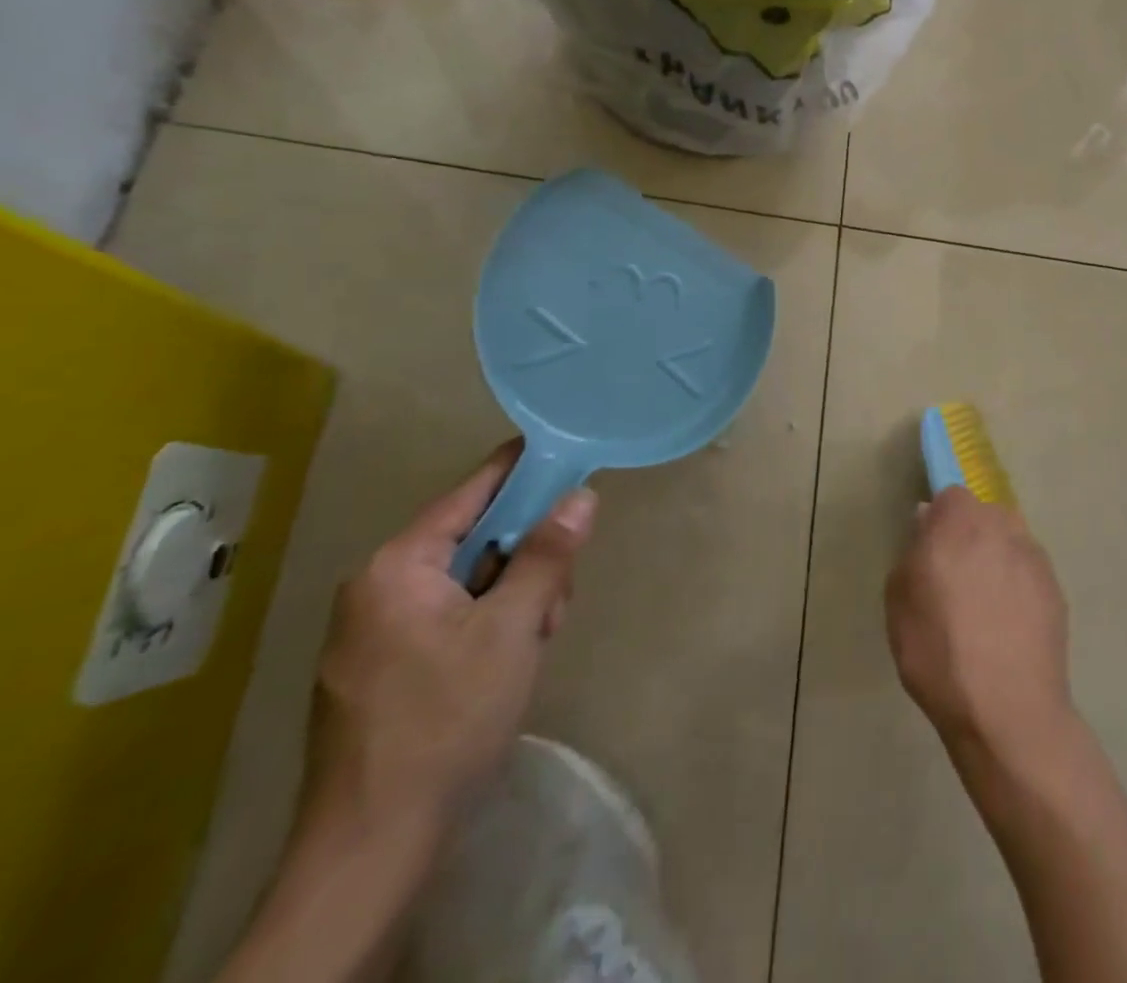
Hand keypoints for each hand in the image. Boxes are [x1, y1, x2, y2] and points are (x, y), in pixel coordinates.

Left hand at [303, 441, 597, 834]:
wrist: (373, 846)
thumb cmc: (446, 720)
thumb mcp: (513, 629)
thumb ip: (547, 555)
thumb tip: (581, 495)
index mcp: (398, 568)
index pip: (472, 492)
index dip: (523, 469)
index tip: (569, 452)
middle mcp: (378, 588)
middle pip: (476, 538)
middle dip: (528, 557)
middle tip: (558, 597)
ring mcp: (378, 630)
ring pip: (471, 580)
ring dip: (516, 597)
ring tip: (538, 639)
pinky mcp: (386, 665)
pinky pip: (453, 615)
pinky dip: (492, 623)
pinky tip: (512, 660)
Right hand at [886, 487, 1073, 757]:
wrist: (1007, 710)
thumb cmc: (938, 652)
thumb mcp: (899, 602)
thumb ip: (912, 552)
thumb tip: (927, 523)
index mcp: (960, 522)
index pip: (950, 497)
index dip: (939, 521)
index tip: (930, 552)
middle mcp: (1002, 526)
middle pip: (983, 515)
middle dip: (969, 537)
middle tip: (955, 580)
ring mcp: (1034, 555)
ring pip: (1009, 541)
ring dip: (996, 559)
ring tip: (984, 607)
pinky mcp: (1055, 587)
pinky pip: (1028, 572)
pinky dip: (1018, 587)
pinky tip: (1008, 626)